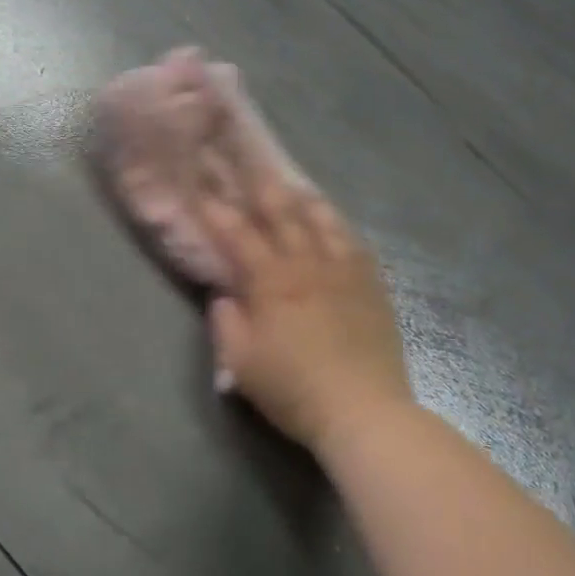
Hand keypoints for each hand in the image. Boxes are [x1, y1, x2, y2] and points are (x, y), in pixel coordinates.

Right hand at [200, 167, 412, 453]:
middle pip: (283, 214)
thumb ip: (226, 321)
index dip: (216, 209)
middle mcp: (308, 265)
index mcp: (271, 281)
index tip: (201, 189)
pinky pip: (355, 245)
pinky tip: (335, 226)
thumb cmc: (292, 388)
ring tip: (294, 185)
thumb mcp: (240, 361)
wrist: (364, 412)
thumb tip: (225, 295)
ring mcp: (345, 273)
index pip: (237, 234)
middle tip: (249, 163)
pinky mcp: (373, 288)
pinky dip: (339, 227)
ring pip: (324, 221)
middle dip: (261, 186)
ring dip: (304, 199)